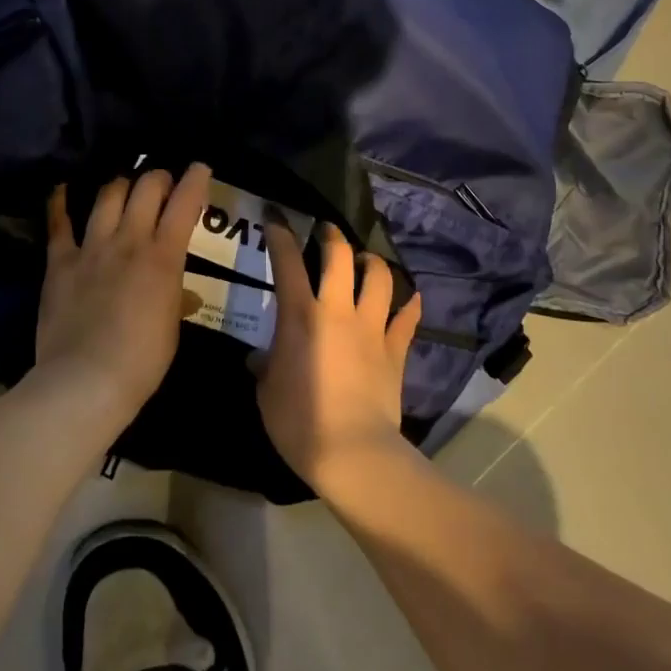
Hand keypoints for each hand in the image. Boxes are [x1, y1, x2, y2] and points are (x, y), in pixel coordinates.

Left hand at [34, 164, 211, 414]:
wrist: (86, 380)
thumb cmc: (141, 361)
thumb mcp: (171, 329)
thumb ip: (176, 301)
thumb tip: (183, 295)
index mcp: (164, 257)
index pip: (184, 204)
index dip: (195, 180)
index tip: (199, 168)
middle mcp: (129, 241)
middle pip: (146, 188)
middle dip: (157, 177)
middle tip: (162, 182)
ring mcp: (92, 248)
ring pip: (107, 196)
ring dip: (120, 184)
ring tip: (125, 185)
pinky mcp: (60, 262)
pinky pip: (59, 223)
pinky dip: (60, 202)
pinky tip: (63, 189)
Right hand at [257, 220, 420, 491]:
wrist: (352, 452)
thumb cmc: (299, 422)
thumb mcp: (266, 393)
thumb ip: (264, 367)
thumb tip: (260, 359)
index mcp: (300, 316)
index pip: (286, 262)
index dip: (280, 234)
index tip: (276, 219)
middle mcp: (338, 310)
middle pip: (339, 257)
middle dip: (332, 237)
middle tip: (326, 233)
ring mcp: (371, 328)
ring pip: (379, 278)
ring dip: (372, 263)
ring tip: (365, 262)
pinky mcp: (395, 350)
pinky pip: (407, 318)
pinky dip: (409, 304)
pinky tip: (411, 297)